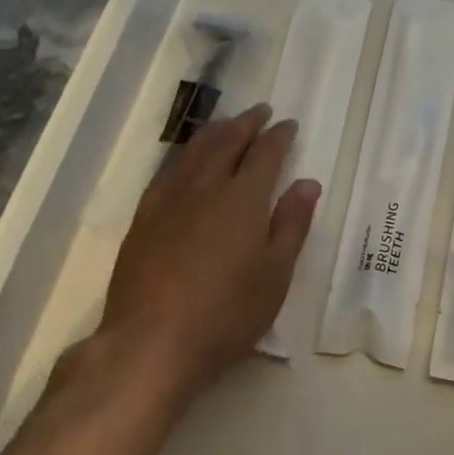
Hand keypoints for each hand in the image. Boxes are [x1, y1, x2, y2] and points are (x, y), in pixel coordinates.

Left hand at [80, 105, 318, 405]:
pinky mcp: (145, 216)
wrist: (150, 343)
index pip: (266, 152)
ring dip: (217, 130)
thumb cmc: (225, 314)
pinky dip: (186, 153)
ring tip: (228, 123)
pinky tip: (187, 158)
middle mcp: (208, 185)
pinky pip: (169, 169)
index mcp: (244, 197)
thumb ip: (292, 224)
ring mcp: (171, 198)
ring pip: (197, 149)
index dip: (279, 135)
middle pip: (229, 140)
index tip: (288, 124)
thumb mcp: (275, 275)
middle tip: (261, 111)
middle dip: (248, 122)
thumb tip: (308, 182)